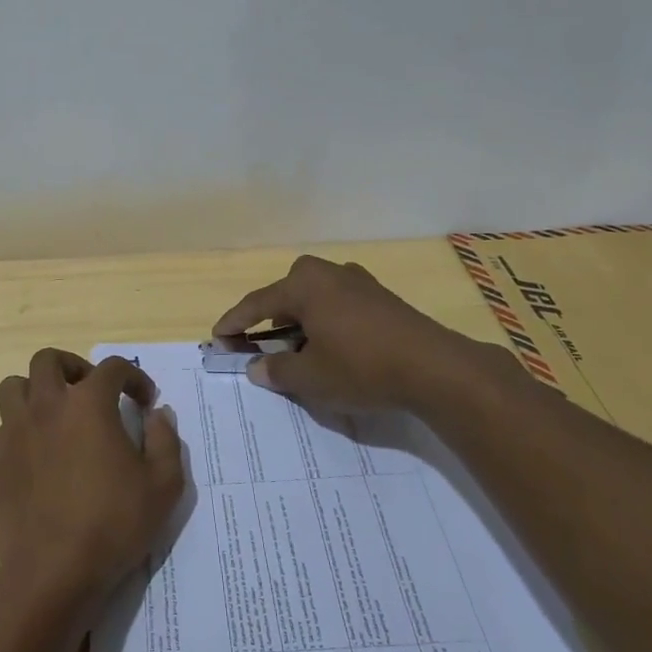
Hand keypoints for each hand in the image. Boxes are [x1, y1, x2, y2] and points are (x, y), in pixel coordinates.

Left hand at [0, 349, 184, 615]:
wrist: (52, 571)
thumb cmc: (113, 524)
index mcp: (88, 405)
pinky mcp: (0, 459)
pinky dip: (26, 422)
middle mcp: (47, 406)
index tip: (145, 401)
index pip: (112, 368)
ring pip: (15, 385)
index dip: (134, 377)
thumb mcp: (163, 485)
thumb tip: (157, 415)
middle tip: (93, 392)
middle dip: (74, 367)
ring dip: (38, 389)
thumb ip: (165, 440)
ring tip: (59, 413)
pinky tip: (45, 450)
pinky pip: (7, 422)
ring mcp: (17, 431)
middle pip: (49, 361)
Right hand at [213, 254, 482, 411]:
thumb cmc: (361, 367)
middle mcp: (329, 273)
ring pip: (315, 296)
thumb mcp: (310, 378)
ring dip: (300, 318)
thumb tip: (256, 367)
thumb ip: (276, 371)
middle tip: (260, 342)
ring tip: (298, 348)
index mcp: (304, 286)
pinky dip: (325, 320)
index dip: (234, 322)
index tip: (217, 337)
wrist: (434, 367)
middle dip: (269, 316)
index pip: (257, 303)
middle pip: (287, 292)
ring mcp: (359, 282)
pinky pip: (338, 303)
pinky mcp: (381, 297)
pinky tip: (333, 345)